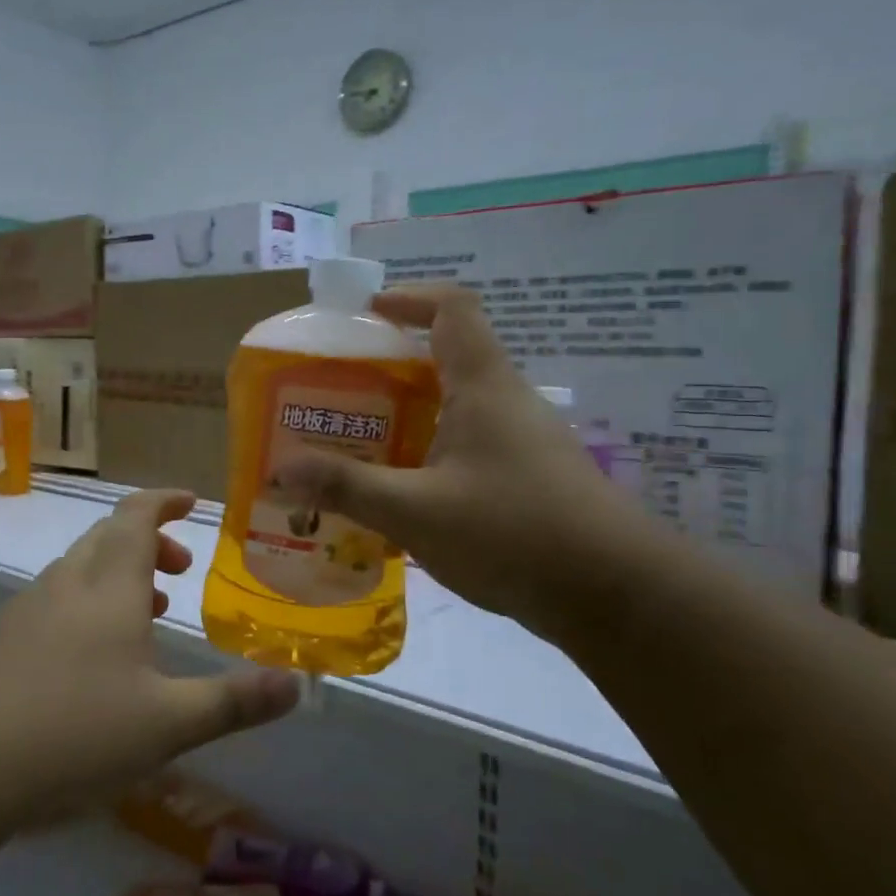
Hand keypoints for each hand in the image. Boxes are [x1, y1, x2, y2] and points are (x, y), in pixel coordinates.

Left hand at [0, 488, 300, 835]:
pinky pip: (56, 599)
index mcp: (109, 586)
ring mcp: (28, 609)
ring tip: (147, 612)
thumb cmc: (73, 732)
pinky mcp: (3, 639)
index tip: (191, 501)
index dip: (164, 501)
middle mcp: (67, 584)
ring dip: (118, 573)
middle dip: (148, 541)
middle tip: (180, 570)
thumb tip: (297, 685)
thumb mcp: (167, 724)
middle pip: (108, 537)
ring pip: (80, 568)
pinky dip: (87, 602)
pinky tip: (92, 655)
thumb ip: (232, 701)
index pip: (137, 517)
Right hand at [276, 284, 654, 631]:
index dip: (409, 298)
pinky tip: (402, 495)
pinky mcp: (529, 478)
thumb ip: (347, 487)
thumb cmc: (514, 533)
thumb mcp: (416, 511)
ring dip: (409, 416)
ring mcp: (523, 441)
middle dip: (391, 367)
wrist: (615, 596)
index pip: (452, 308)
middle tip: (340, 393)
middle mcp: (506, 401)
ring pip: (457, 407)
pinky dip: (430, 453)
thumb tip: (280, 469)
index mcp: (483, 386)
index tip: (365, 315)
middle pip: (448, 358)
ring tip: (358, 445)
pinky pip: (469, 446)